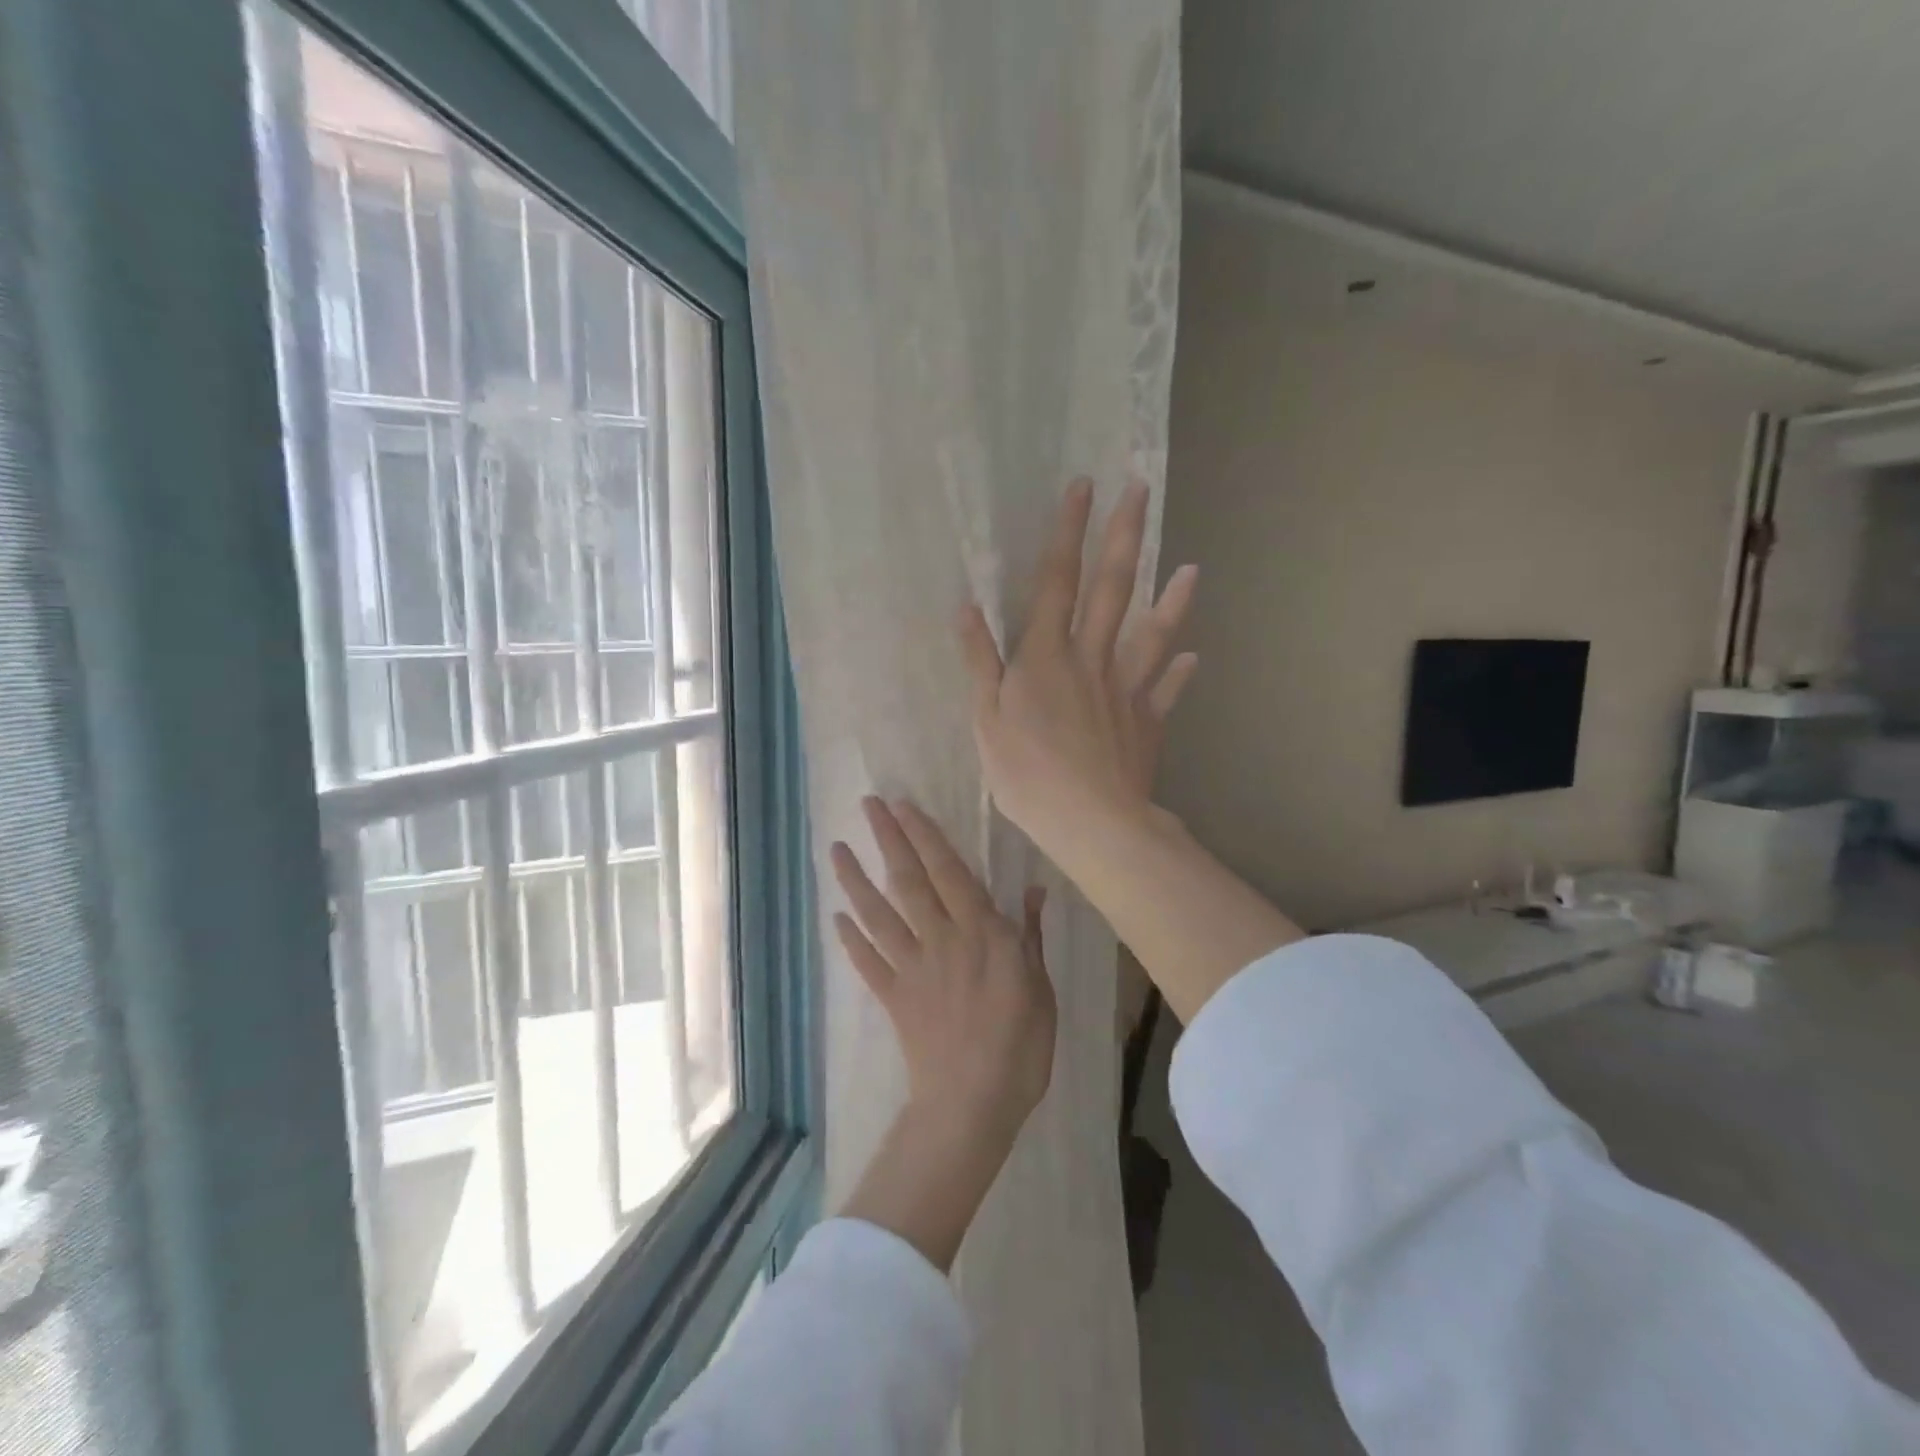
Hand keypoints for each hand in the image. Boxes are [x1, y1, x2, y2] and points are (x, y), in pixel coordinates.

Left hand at [831, 797, 1055, 1270]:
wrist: (973, 1104)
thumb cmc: (1021, 1045)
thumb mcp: (1041, 986)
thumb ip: (1030, 935)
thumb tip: (1033, 888)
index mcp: (981, 933)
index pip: (949, 871)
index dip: (925, 836)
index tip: (904, 805)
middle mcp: (941, 939)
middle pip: (909, 881)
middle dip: (888, 840)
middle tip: (867, 806)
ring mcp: (912, 967)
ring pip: (879, 915)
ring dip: (856, 881)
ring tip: (837, 850)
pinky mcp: (893, 997)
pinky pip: (868, 962)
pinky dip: (850, 939)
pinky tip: (835, 917)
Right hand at [958, 478, 1197, 876]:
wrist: (1089, 821)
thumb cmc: (1027, 772)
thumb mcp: (986, 718)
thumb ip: (981, 662)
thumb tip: (968, 608)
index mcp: (1046, 656)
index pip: (1056, 581)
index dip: (1068, 532)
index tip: (1083, 486)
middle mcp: (1091, 659)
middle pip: (1110, 589)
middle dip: (1122, 537)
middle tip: (1139, 491)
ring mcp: (1126, 690)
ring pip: (1151, 635)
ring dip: (1171, 600)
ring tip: (1191, 568)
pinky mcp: (1146, 722)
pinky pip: (1166, 691)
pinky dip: (1180, 673)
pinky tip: (1193, 658)